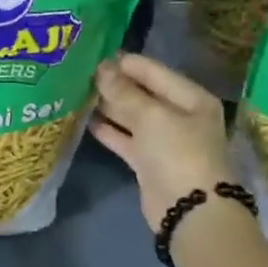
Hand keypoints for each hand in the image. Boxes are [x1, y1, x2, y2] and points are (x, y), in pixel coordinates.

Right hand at [89, 52, 233, 230]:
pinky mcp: (148, 160)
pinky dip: (108, 129)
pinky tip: (85, 119)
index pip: (153, 71)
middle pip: (142, 92)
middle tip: (79, 73)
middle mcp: (179, 115)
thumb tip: (102, 68)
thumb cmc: (177, 152)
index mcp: (191, 98)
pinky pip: (125, 138)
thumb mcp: (150, 116)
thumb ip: (123, 91)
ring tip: (76, 92)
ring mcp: (163, 139)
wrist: (189, 210)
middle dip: (113, 84)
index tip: (92, 55)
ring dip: (108, 105)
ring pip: (131, 115)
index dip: (124, 63)